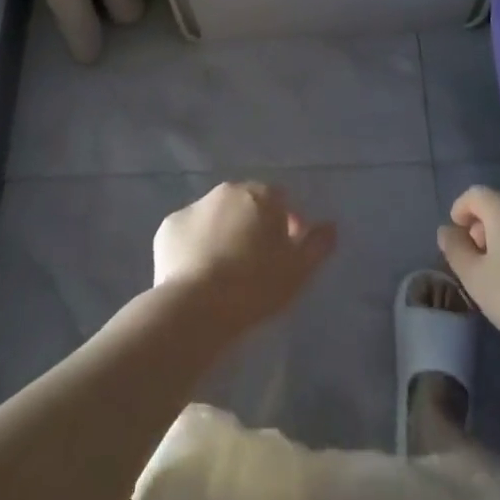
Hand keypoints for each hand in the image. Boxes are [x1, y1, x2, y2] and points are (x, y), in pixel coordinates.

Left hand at [152, 182, 336, 339]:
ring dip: (223, 233)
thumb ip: (318, 244)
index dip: (286, 225)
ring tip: (224, 272)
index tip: (285, 255)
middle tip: (254, 264)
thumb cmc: (255, 286)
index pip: (280, 201)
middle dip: (252, 226)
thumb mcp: (298, 270)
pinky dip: (194, 245)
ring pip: (215, 217)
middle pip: (246, 204)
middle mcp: (226, 191)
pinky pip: (188, 233)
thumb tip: (330, 226)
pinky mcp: (168, 227)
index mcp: (260, 195)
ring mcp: (194, 206)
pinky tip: (197, 273)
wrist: (196, 307)